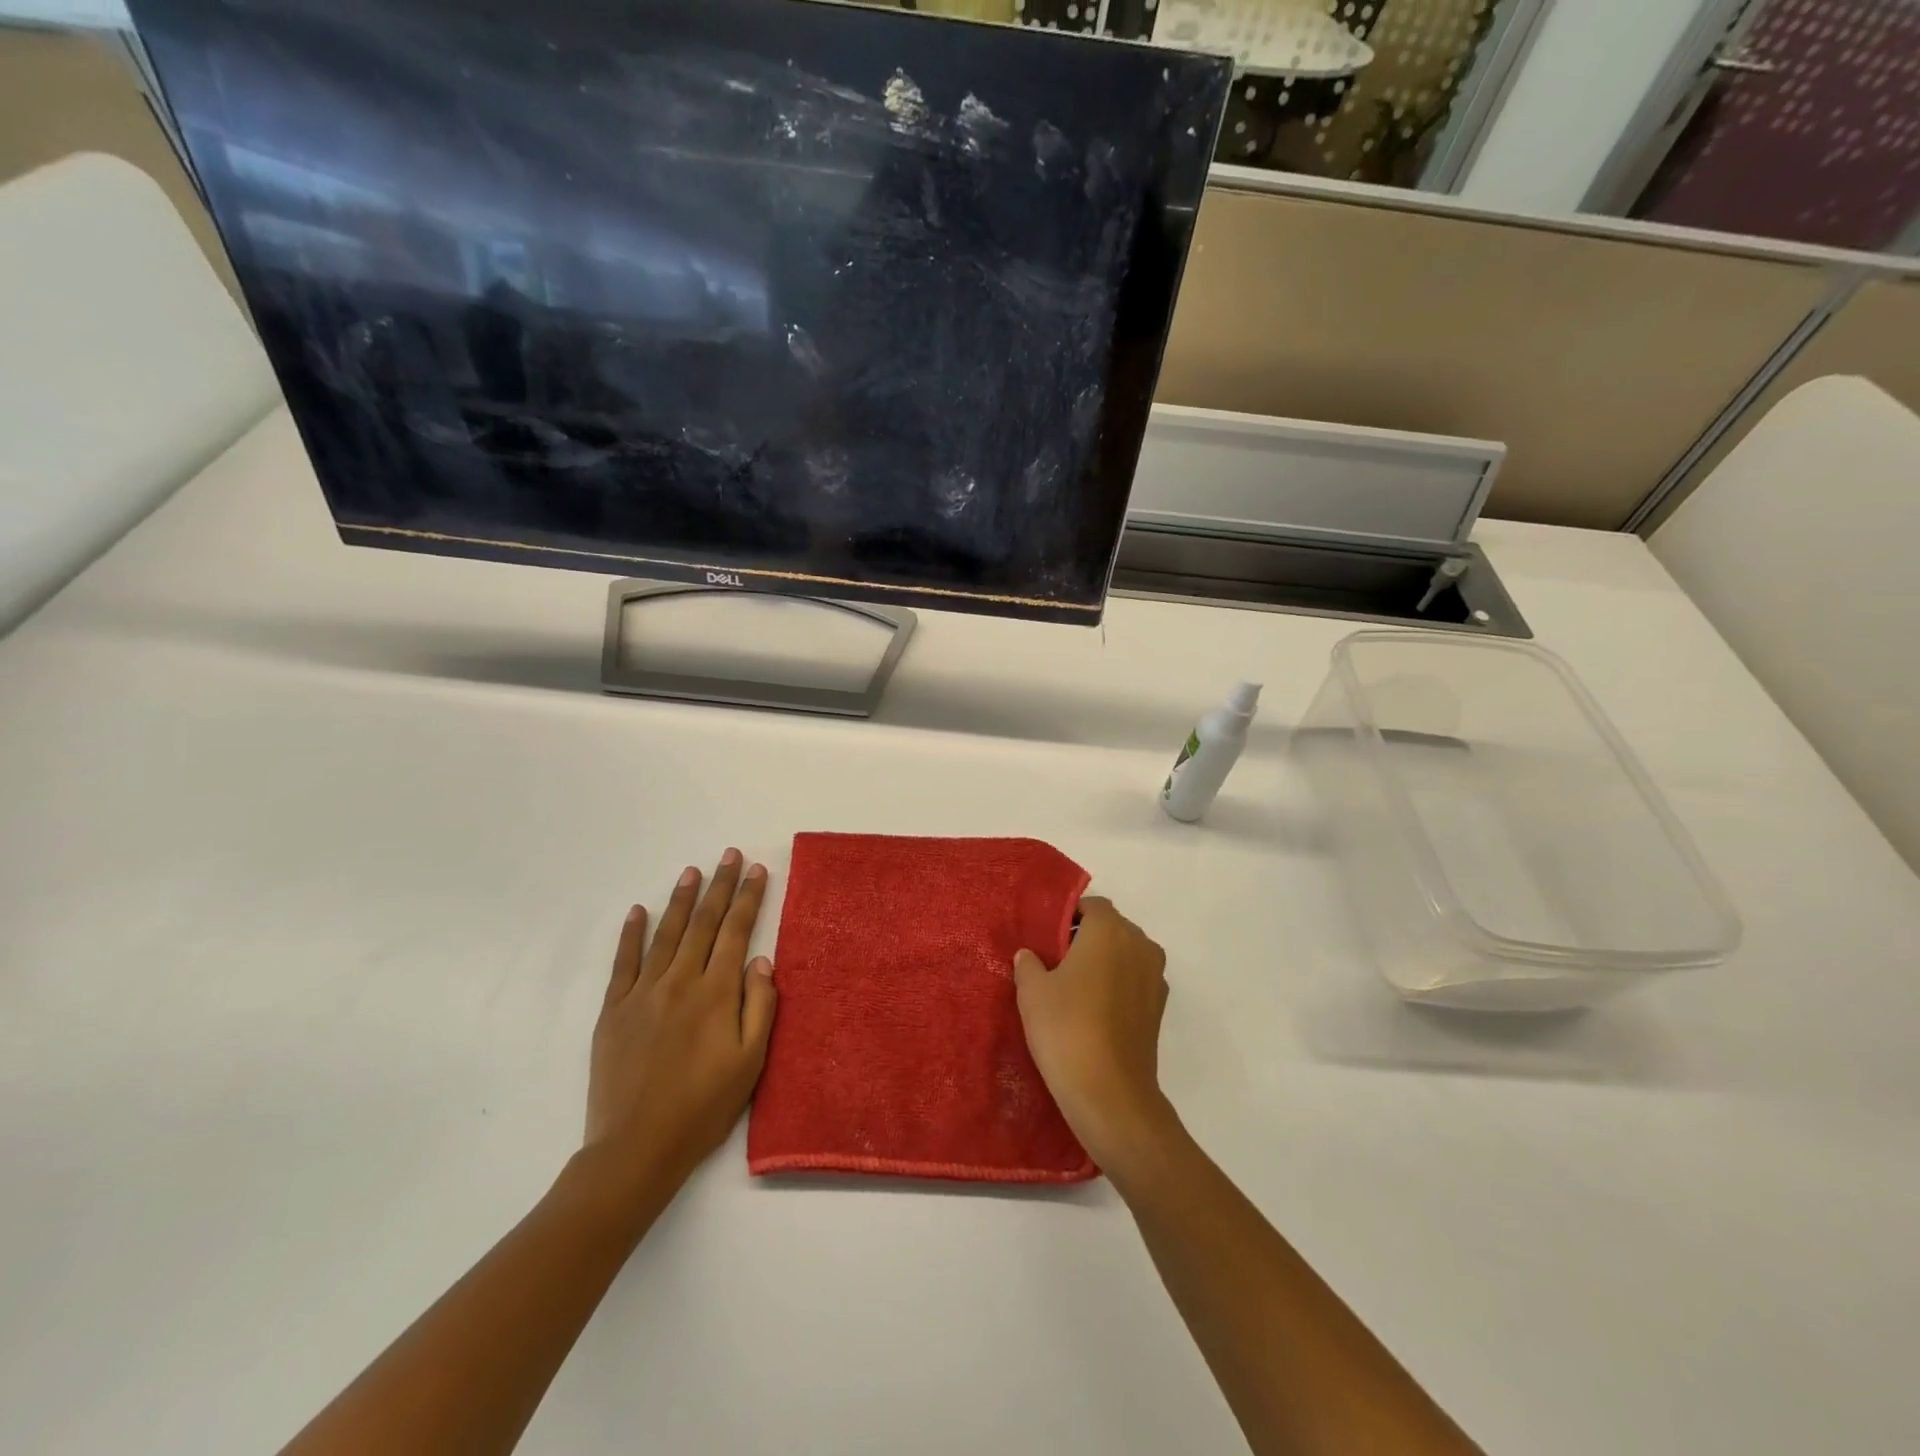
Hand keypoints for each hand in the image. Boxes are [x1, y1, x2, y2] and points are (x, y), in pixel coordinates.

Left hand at [585, 849, 777, 1190]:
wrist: (636, 1148)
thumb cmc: (703, 1107)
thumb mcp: (750, 1062)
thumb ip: (760, 1006)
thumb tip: (761, 960)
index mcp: (715, 993)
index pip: (736, 932)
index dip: (748, 898)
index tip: (756, 870)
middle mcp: (679, 982)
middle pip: (704, 923)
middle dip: (720, 886)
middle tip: (729, 855)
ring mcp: (642, 993)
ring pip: (666, 934)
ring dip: (682, 900)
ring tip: (692, 871)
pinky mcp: (614, 1010)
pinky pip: (624, 962)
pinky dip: (631, 934)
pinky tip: (638, 911)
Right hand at [1013, 897, 1175, 1175]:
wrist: (1110, 1093)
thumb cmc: (1066, 1029)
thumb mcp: (1032, 992)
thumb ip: (1029, 964)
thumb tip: (1030, 955)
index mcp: (1110, 930)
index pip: (1091, 906)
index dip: (1068, 917)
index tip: (1047, 939)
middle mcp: (1139, 945)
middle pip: (1112, 928)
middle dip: (1087, 938)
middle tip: (1055, 962)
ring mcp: (1155, 977)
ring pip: (1126, 954)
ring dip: (1104, 962)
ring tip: (1073, 988)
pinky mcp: (1159, 1007)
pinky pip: (1135, 981)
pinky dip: (1118, 985)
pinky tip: (1094, 1011)